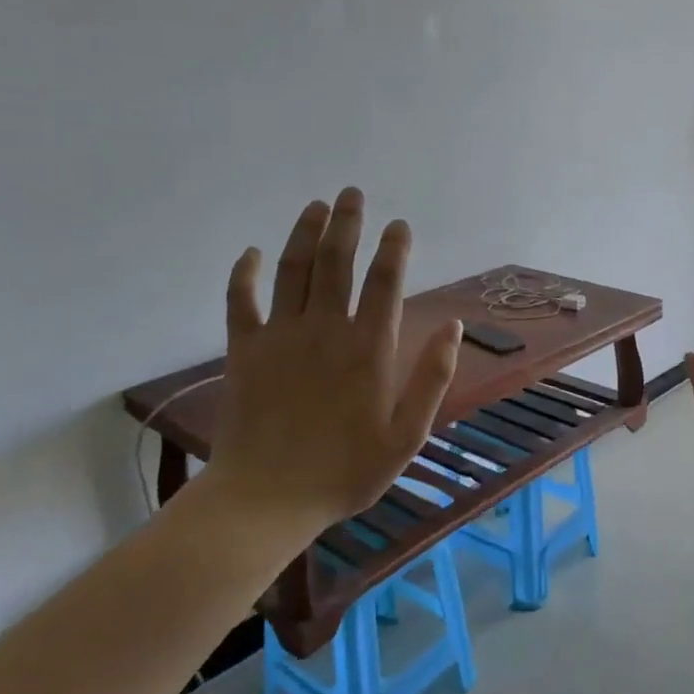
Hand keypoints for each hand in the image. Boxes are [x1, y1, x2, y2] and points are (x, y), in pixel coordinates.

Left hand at [205, 187, 461, 538]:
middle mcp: (325, 329)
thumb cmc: (346, 471)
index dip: (394, 249)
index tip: (399, 225)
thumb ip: (432, 378)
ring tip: (316, 206)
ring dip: (305, 233)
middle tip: (352, 194)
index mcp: (369, 349)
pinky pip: (240, 300)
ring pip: (293, 270)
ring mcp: (280, 336)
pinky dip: (244, 273)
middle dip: (347, 223)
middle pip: (337, 262)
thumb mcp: (407, 434)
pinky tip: (251, 253)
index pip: (385, 283)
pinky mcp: (244, 350)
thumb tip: (453, 328)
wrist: (267, 498)